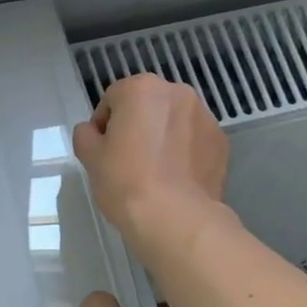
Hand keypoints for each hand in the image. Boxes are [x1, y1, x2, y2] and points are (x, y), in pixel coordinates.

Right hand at [71, 75, 228, 254]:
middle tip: (128, 161)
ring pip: (174, 123)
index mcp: (141, 89)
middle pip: (147, 107)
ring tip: (155, 172)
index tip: (102, 152)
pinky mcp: (220, 142)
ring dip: (163, 138)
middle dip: (137, 127)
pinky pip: (194, 142)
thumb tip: (92, 132)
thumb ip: (86, 136)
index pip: (112, 100)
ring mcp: (204, 117)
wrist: (175, 218)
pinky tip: (176, 180)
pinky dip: (185, 153)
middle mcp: (177, 93)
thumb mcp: (90, 159)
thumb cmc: (126, 182)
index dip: (103, 126)